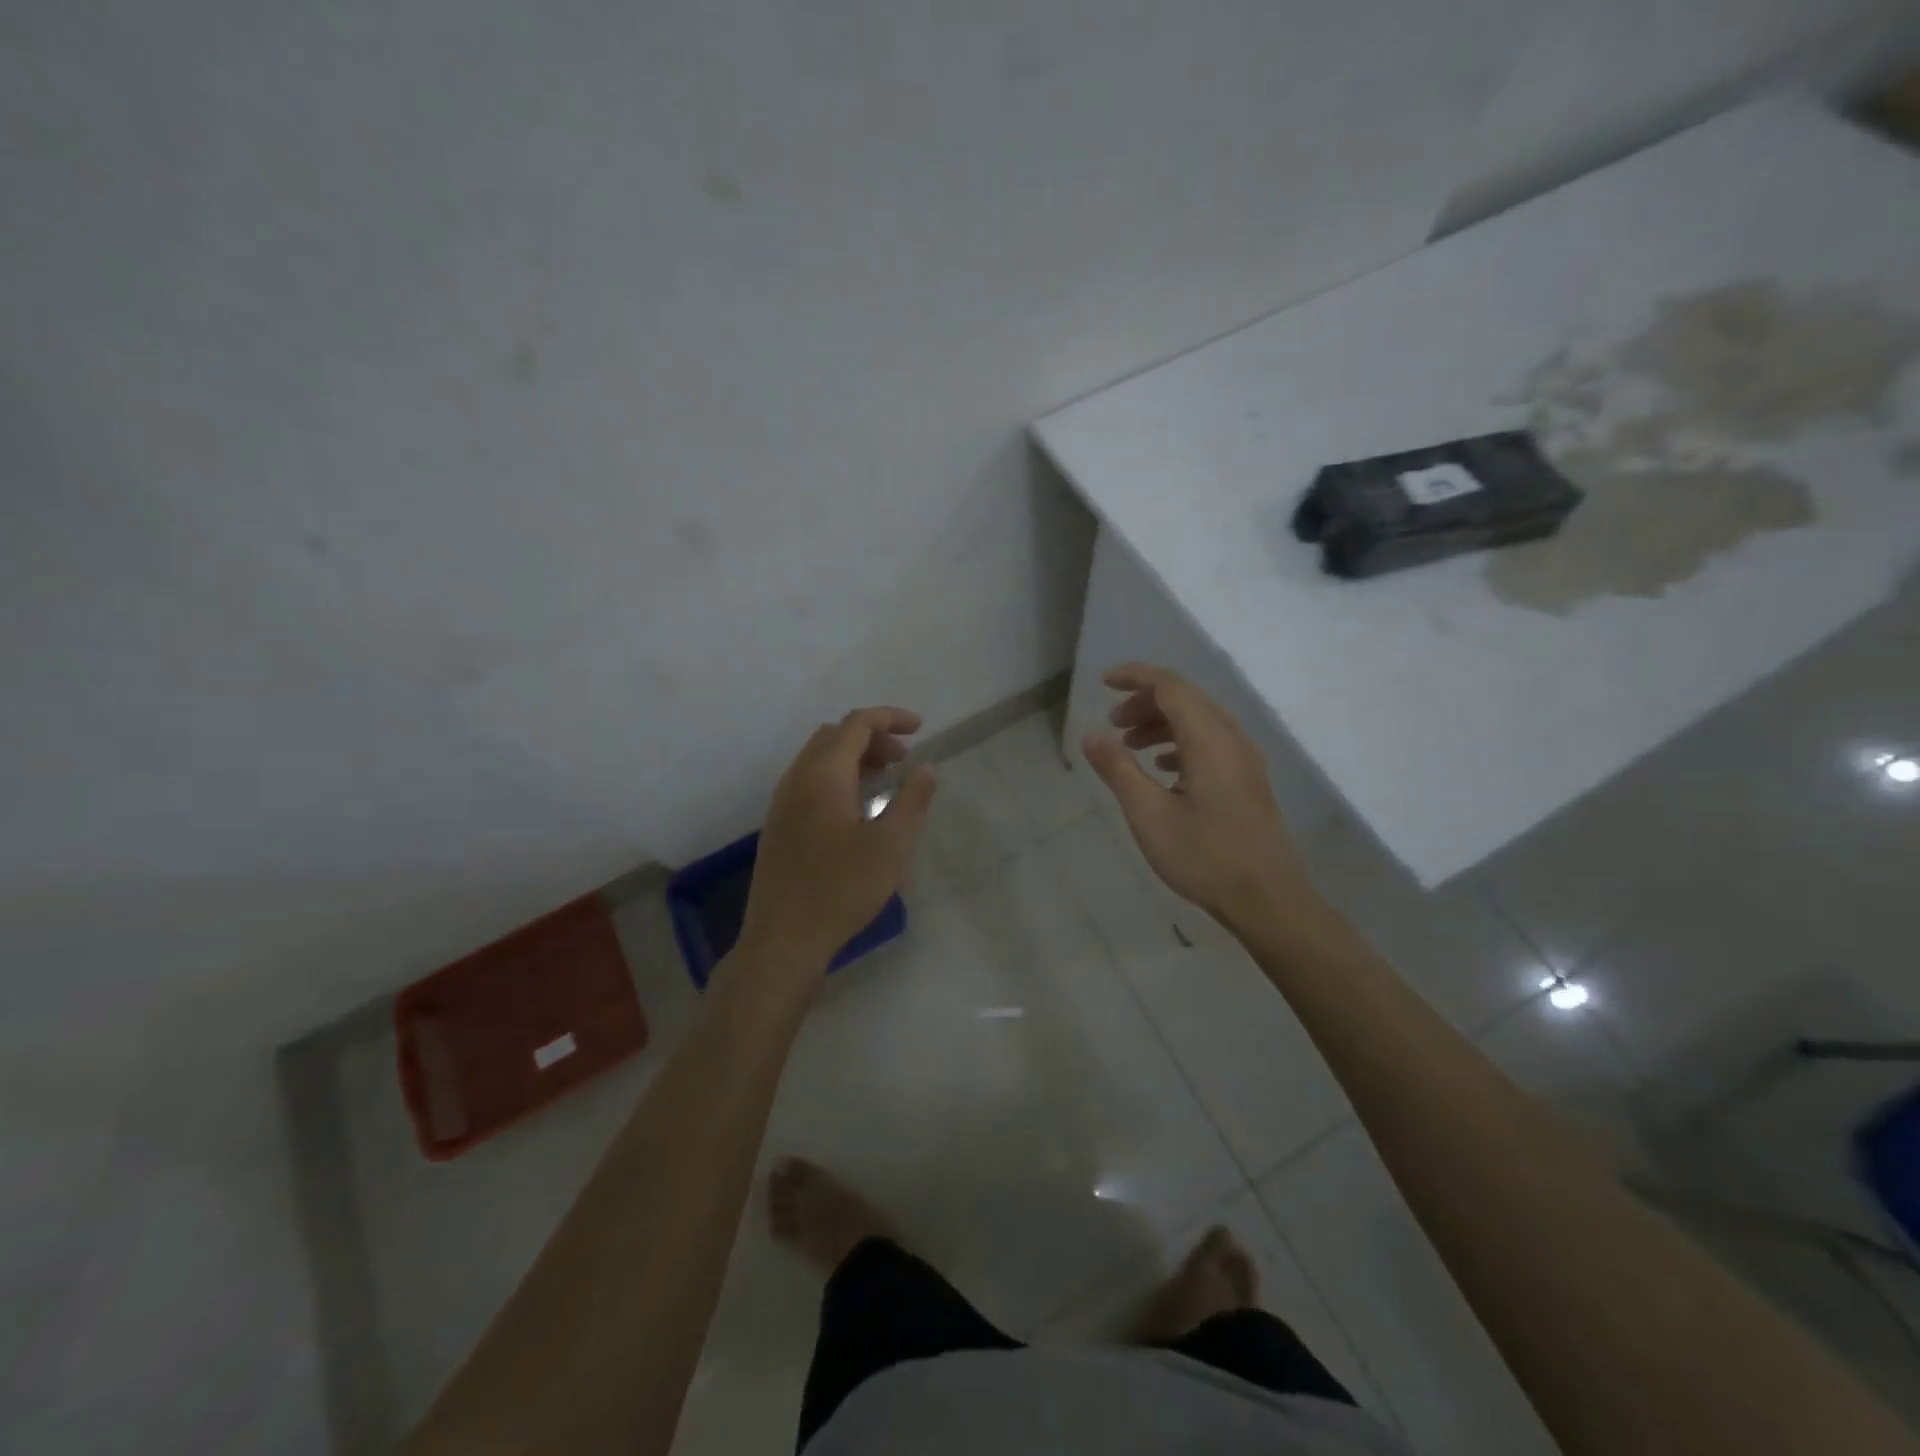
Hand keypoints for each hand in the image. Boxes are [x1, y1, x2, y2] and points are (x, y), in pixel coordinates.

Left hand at [740, 707, 936, 973]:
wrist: (784, 937)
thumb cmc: (842, 889)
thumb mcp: (891, 845)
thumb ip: (912, 800)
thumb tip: (927, 767)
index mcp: (823, 774)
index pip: (857, 724)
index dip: (890, 718)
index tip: (920, 728)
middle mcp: (797, 778)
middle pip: (835, 735)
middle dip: (872, 736)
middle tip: (904, 758)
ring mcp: (783, 800)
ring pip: (819, 757)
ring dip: (854, 756)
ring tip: (885, 777)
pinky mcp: (779, 823)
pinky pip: (809, 779)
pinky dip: (837, 774)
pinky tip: (857, 805)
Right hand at [1082, 663, 1311, 928]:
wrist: (1267, 899)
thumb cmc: (1204, 856)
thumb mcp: (1148, 814)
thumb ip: (1118, 769)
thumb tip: (1091, 734)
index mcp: (1209, 739)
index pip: (1171, 686)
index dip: (1135, 677)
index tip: (1102, 682)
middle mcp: (1232, 738)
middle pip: (1186, 699)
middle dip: (1145, 702)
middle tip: (1113, 724)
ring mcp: (1244, 759)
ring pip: (1199, 721)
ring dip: (1161, 723)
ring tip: (1130, 745)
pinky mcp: (1248, 779)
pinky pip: (1211, 742)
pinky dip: (1180, 742)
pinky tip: (1163, 768)